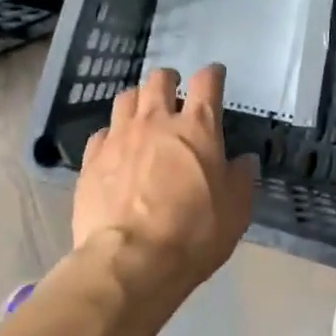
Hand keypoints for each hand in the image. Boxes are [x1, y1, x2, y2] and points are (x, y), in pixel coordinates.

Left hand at [72, 65, 258, 303]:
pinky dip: (112, 135)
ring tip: (143, 114)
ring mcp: (119, 137)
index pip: (207, 82)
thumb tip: (244, 160)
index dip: (212, 74)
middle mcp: (156, 121)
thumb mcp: (235, 211)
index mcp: (197, 128)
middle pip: (159, 80)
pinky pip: (102, 132)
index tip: (215, 75)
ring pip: (126, 98)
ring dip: (138, 101)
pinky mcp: (92, 159)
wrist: (130, 261)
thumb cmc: (194, 234)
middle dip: (169, 80)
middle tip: (174, 92)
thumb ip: (241, 179)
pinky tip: (116, 149)